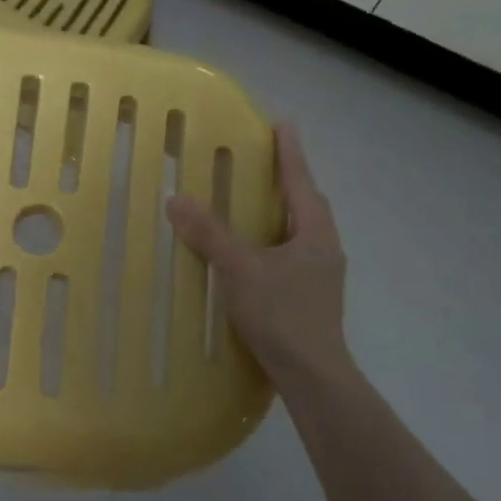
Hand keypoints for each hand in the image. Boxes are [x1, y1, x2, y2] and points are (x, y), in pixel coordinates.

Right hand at [166, 122, 350, 380]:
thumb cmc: (282, 315)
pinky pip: (291, 254)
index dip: (290, 153)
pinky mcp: (310, 297)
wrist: (312, 376)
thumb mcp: (240, 269)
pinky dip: (273, 240)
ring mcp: (320, 275)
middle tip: (264, 160)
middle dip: (287, 180)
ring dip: (280, 212)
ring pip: (299, 231)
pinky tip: (253, 252)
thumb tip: (176, 199)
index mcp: (315, 233)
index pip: (301, 182)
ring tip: (256, 201)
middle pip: (305, 204)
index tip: (283, 124)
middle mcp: (324, 248)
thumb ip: (209, 234)